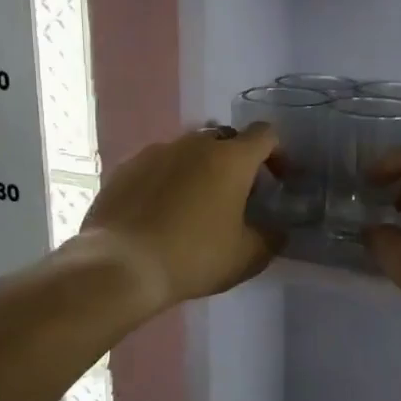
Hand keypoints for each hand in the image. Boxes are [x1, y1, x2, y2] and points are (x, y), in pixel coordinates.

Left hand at [79, 124, 280, 306]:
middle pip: (226, 139)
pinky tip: (162, 212)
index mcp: (231, 158)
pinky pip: (158, 166)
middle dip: (237, 161)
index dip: (278, 154)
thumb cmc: (194, 256)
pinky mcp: (126, 168)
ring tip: (197, 205)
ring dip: (200, 169)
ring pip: (189, 150)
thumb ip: (271, 237)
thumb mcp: (247, 256)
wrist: (121, 266)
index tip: (278, 181)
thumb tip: (277, 230)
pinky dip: (168, 181)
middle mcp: (194, 144)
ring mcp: (155, 152)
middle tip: (237, 195)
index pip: (265, 135)